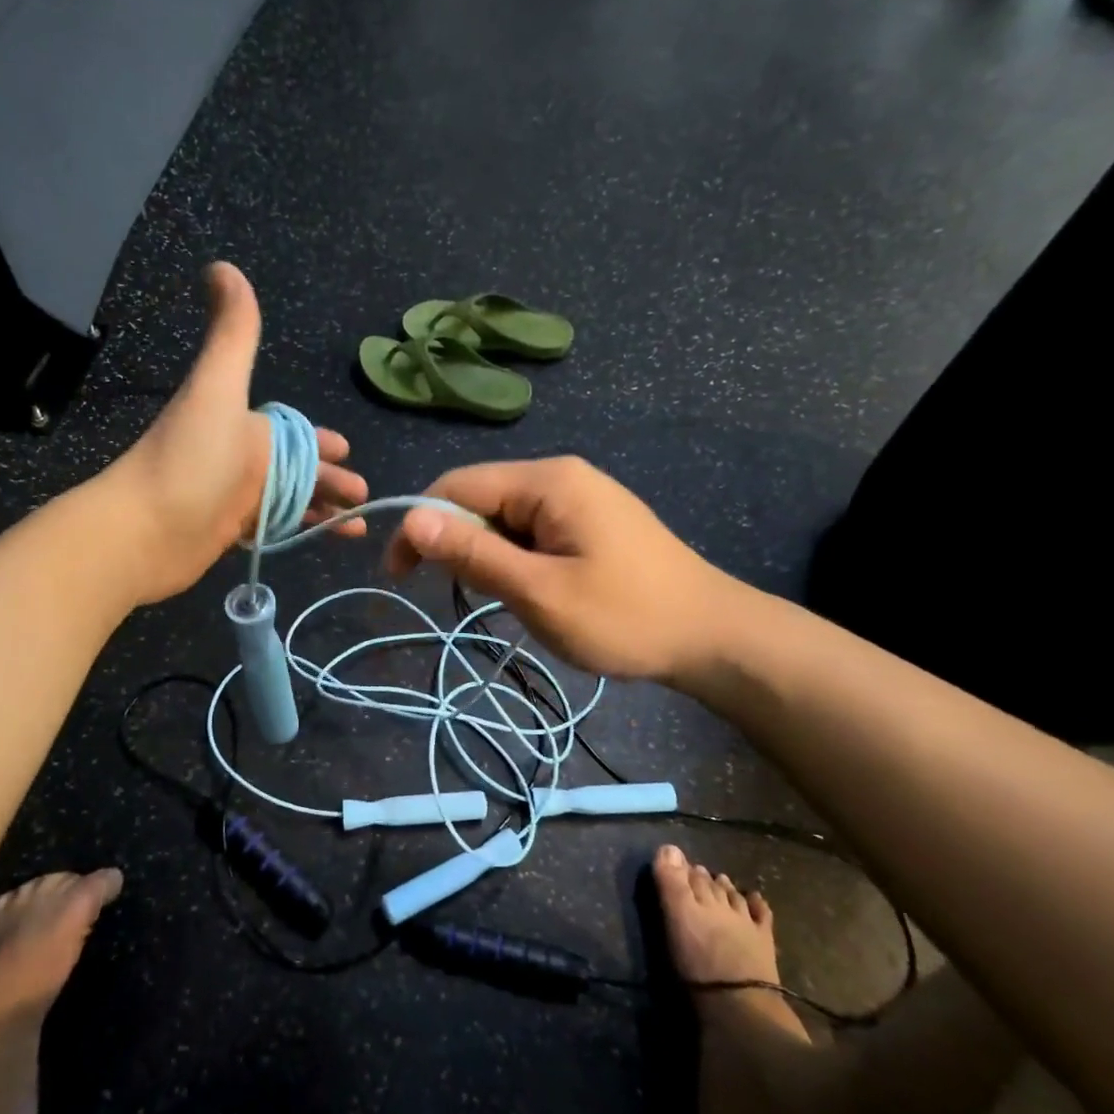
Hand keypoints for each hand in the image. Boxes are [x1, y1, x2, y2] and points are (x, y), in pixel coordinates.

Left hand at [103, 262, 366, 603]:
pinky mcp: (228, 535)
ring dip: (323, 510)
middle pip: (298, 470)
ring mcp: (234, 500)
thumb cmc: (190, 458)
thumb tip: (221, 264)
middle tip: (363, 496)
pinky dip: (299, 533)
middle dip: (331, 480)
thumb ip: (232, 334)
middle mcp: (241, 460)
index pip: (293, 432)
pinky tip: (322, 541)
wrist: (143, 530)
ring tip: (356, 527)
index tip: (347, 450)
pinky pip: (274, 530)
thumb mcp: (218, 389)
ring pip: (290, 502)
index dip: (321, 441)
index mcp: (244, 426)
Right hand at [385, 457, 744, 680]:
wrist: (714, 637)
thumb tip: (411, 519)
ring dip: (488, 555)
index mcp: (547, 481)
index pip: (458, 485)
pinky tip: (529, 590)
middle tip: (458, 596)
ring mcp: (580, 497)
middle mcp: (560, 476)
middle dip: (457, 542)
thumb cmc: (626, 617)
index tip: (399, 576)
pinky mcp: (591, 521)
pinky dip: (516, 559)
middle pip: (481, 497)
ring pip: (505, 518)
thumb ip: (474, 554)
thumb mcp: (540, 592)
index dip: (419, 525)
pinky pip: (532, 530)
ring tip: (505, 599)